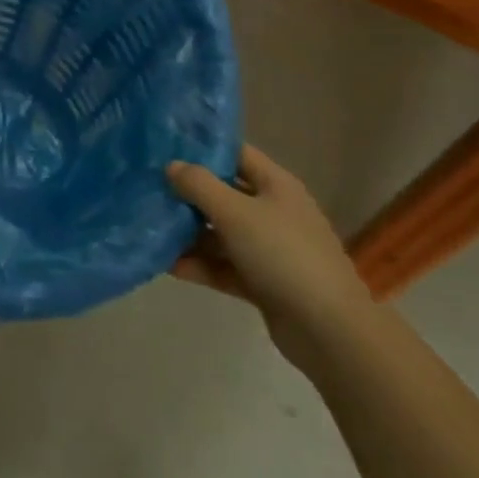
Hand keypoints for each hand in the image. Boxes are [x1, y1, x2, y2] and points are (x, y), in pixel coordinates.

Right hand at [167, 145, 373, 373]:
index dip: (204, 149)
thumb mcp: (235, 212)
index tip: (166, 147)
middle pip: (225, 194)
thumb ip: (200, 185)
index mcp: (276, 185)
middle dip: (189, 195)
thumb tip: (172, 166)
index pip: (236, 154)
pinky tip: (169, 267)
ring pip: (222, 234)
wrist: (328, 330)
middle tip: (149, 190)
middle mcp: (273, 212)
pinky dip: (201, 266)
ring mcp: (269, 249)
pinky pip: (225, 267)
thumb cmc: (283, 254)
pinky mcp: (263, 283)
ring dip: (190, 234)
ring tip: (150, 230)